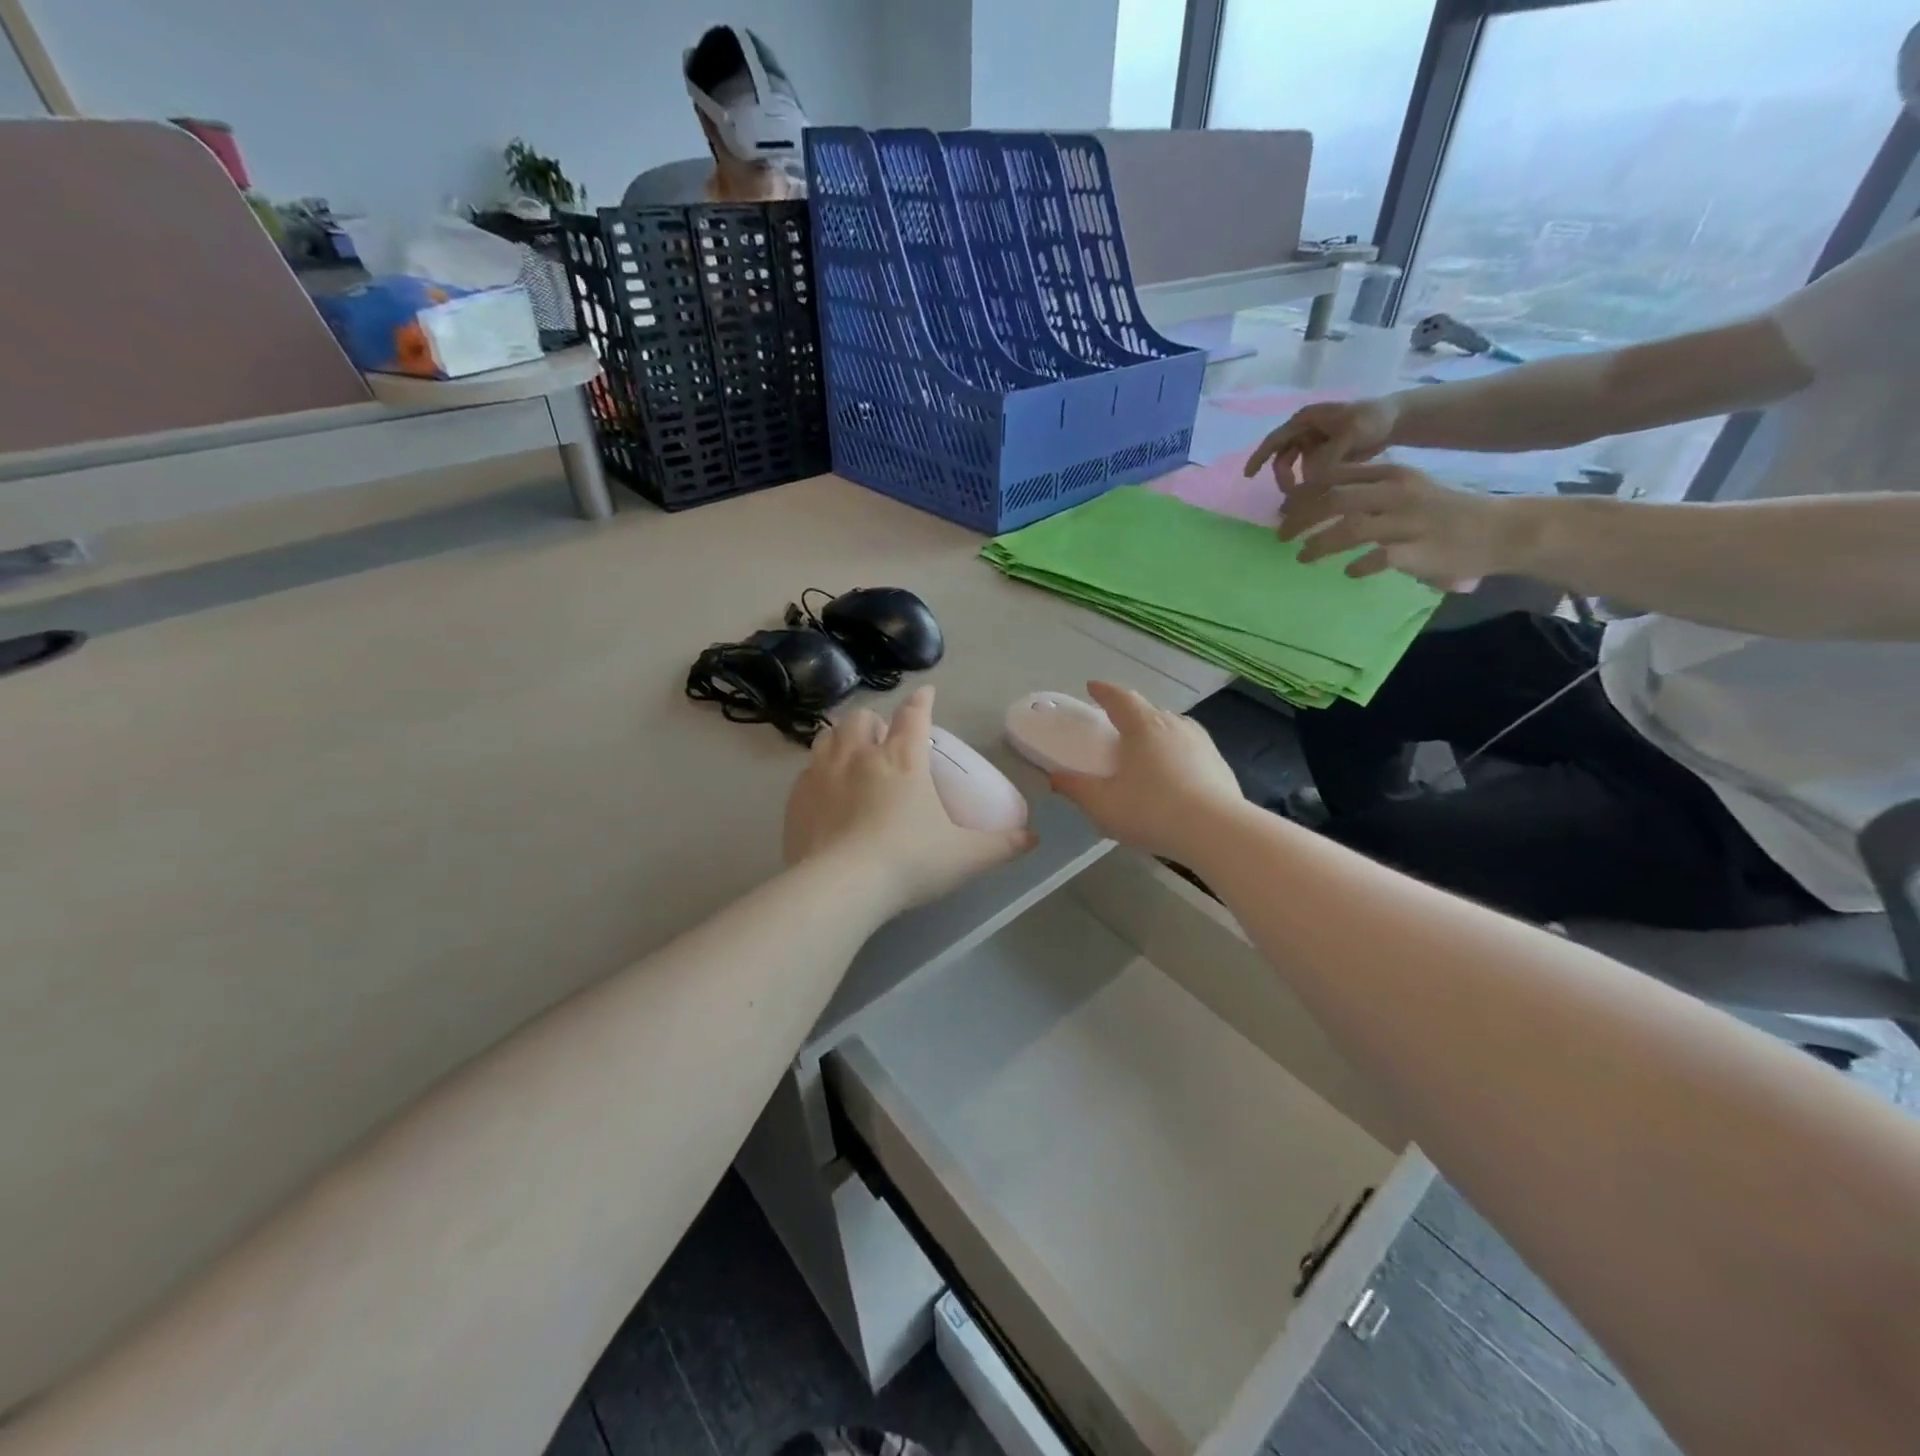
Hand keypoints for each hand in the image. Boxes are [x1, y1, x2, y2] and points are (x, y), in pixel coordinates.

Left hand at [783, 685, 1034, 912]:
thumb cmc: (909, 862)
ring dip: (842, 738)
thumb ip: (1001, 846)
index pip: (914, 715)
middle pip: (862, 718)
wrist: (841, 888)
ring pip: (829, 735)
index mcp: (903, 759)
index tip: (926, 692)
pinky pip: (806, 770)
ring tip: (851, 755)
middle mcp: (860, 755)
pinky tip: (824, 791)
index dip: (922, 701)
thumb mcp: (964, 857)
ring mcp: (822, 773)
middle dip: (874, 722)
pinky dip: (818, 772)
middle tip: (882, 741)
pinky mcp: (796, 798)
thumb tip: (1032, 839)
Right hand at [1047, 682, 1244, 863]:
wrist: (1217, 831)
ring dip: (1156, 732)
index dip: (1104, 691)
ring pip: (1173, 728)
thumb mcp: (1102, 805)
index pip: (1120, 698)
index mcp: (1143, 726)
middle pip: (1148, 710)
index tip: (1092, 687)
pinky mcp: (1219, 764)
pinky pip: (1191, 749)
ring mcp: (1201, 742)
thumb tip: (1055, 777)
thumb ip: (1076, 788)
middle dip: (1130, 713)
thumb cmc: (1151, 811)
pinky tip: (1174, 776)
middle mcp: (1174, 725)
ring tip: (1146, 750)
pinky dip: (1177, 754)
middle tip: (1116, 725)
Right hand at [1245, 396, 1400, 486]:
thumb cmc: (1373, 419)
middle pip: (1282, 458)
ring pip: (1294, 468)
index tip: (1248, 476)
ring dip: (1297, 482)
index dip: (1258, 457)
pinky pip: (1308, 472)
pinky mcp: (1322, 456)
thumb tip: (1309, 478)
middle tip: (1292, 495)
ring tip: (1307, 496)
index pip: (1275, 440)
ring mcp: (1312, 444)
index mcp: (1305, 420)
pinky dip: (1309, 483)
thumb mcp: (1352, 434)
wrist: (1397, 420)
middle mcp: (1304, 431)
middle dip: (1284, 477)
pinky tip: (1318, 493)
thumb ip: (1329, 456)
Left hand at [1278, 461, 1525, 588]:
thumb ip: (1366, 491)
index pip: (1336, 476)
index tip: (1282, 510)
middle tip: (1280, 536)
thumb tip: (1315, 502)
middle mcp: (1397, 494)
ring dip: (1319, 544)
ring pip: (1351, 528)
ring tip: (1302, 557)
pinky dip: (1358, 565)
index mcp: (1392, 474)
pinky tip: (1348, 572)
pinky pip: (1379, 557)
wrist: (1498, 530)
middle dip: (1300, 518)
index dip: (1303, 494)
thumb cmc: (1441, 512)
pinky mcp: (1418, 551)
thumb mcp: (1404, 489)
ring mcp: (1408, 522)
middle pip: (1335, 500)